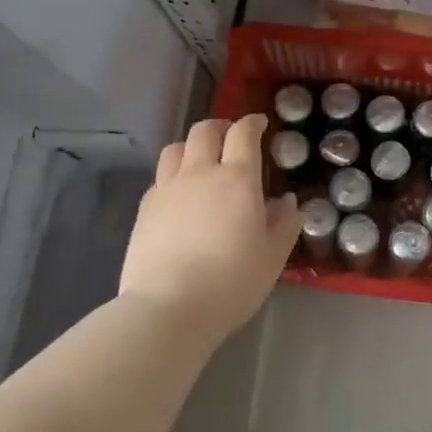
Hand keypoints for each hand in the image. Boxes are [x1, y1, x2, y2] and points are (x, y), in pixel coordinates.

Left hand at [118, 114, 299, 346]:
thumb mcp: (272, 257)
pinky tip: (180, 196)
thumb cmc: (231, 282)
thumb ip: (284, 224)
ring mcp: (167, 189)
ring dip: (192, 146)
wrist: (169, 308)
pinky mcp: (144, 209)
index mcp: (237, 179)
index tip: (260, 124)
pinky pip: (160, 178)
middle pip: (205, 131)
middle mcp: (199, 173)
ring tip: (201, 160)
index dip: (252, 123)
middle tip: (231, 138)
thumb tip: (287, 202)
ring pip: (176, 148)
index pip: (243, 134)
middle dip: (221, 127)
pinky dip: (173, 175)